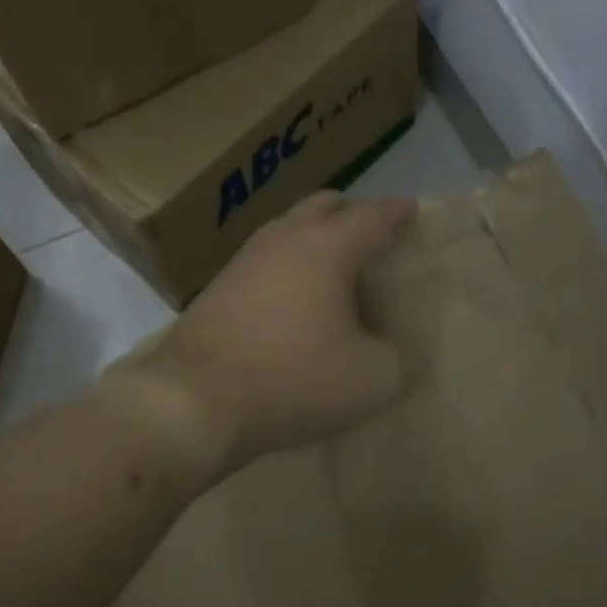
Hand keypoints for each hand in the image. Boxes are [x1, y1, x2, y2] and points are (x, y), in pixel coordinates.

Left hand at [116, 192, 416, 476]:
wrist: (194, 399)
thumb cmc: (293, 379)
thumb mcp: (373, 379)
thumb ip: (395, 356)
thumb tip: (384, 346)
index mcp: (326, 246)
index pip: (372, 216)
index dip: (397, 212)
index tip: (412, 210)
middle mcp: (284, 238)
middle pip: (324, 206)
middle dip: (352, 214)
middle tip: (372, 237)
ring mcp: (245, 258)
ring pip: (289, 229)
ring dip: (315, 237)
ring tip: (334, 268)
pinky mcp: (219, 284)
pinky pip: (266, 258)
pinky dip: (288, 264)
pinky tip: (294, 297)